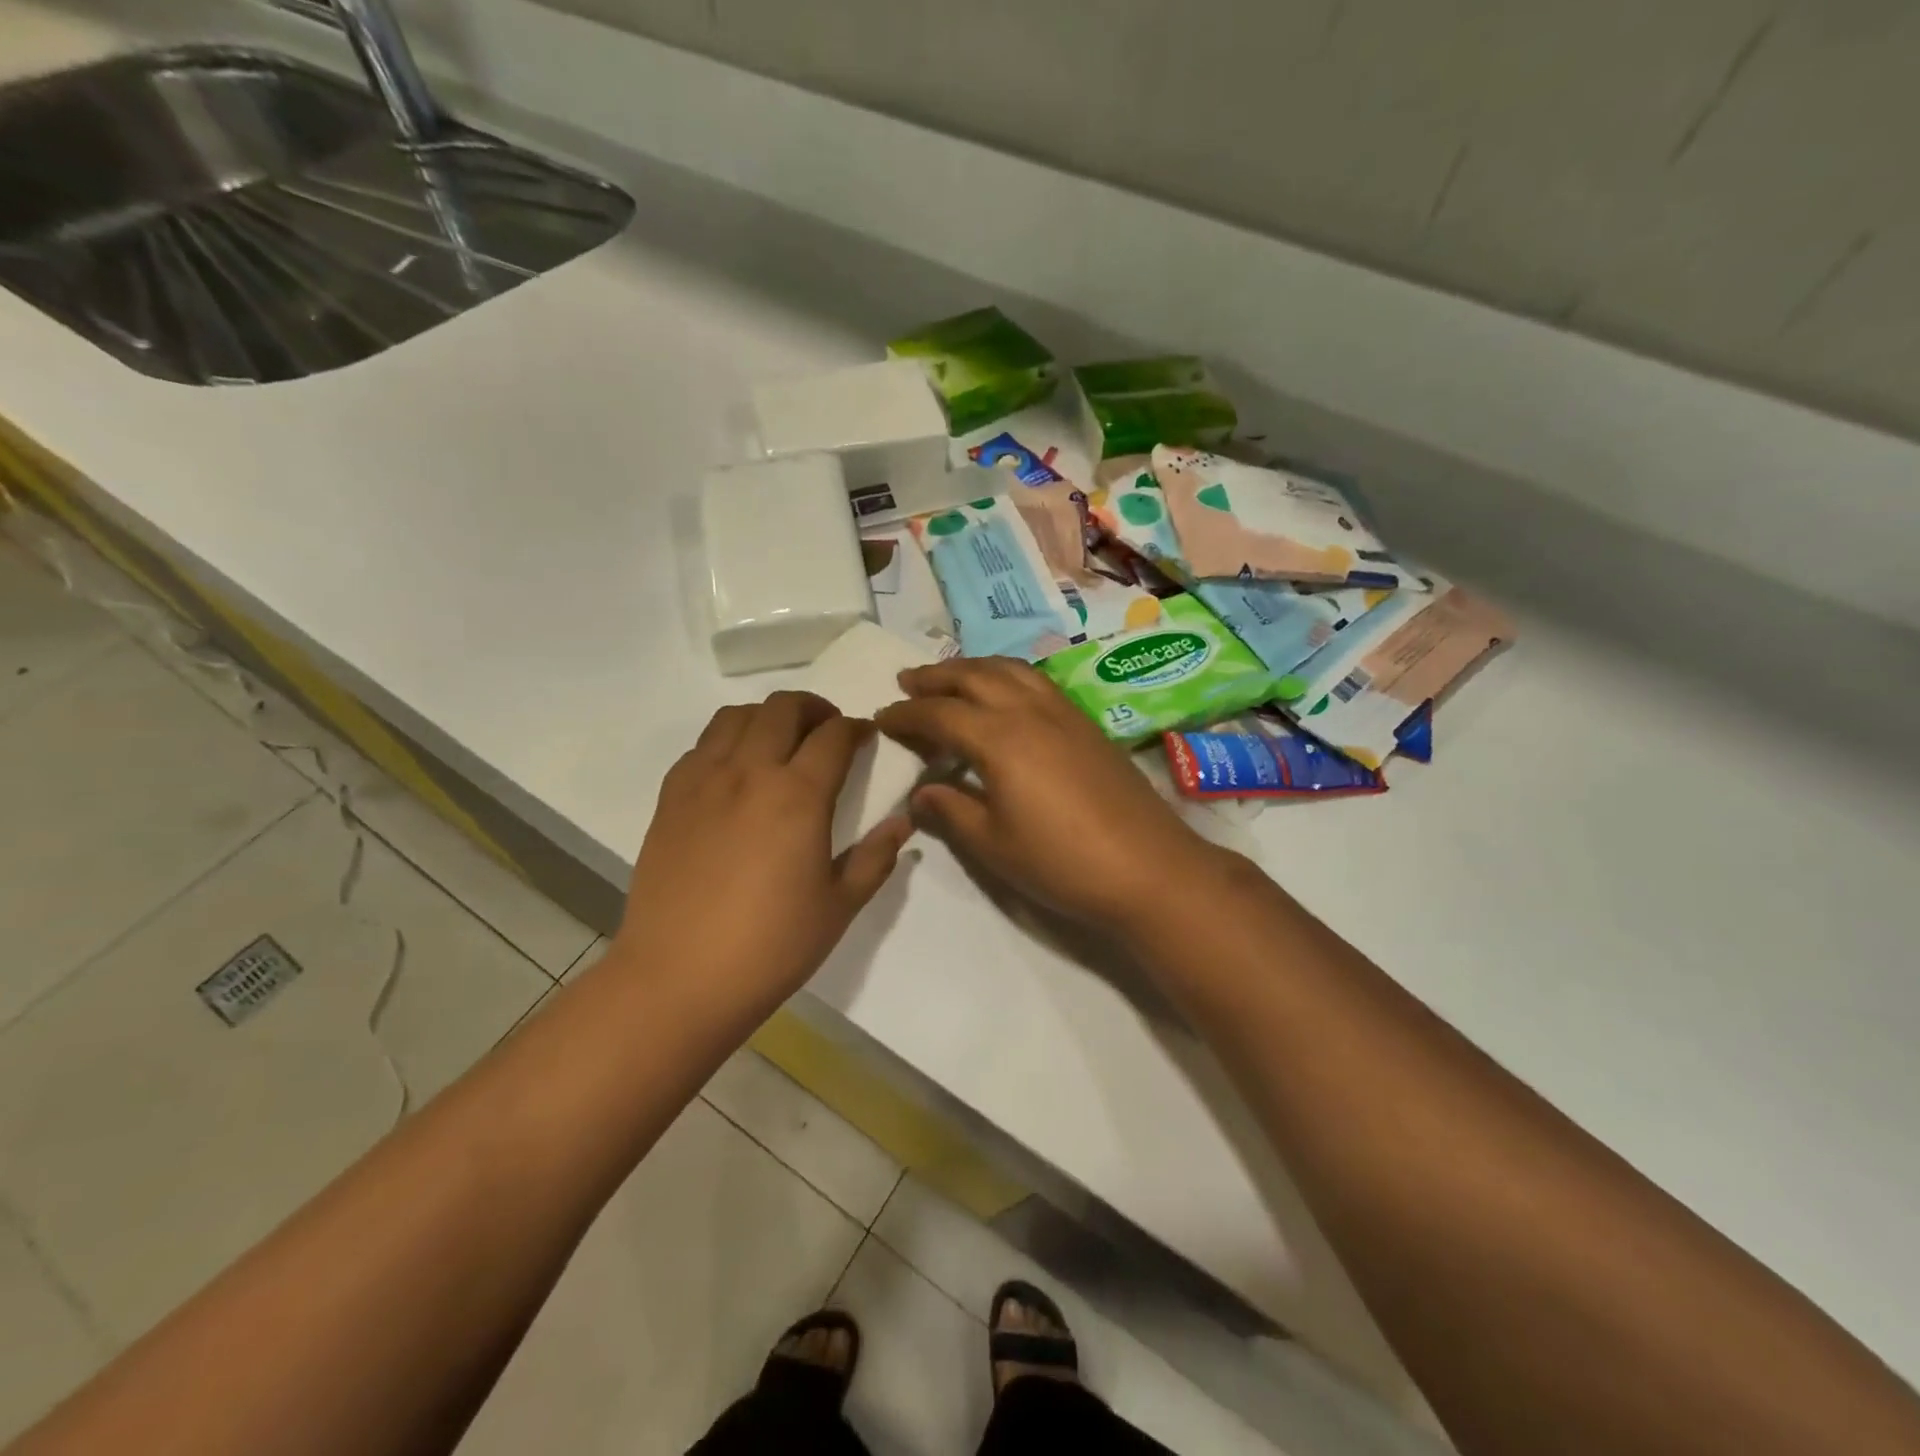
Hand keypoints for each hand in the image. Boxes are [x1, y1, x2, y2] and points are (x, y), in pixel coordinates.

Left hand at [614, 692, 912, 1024]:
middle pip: (783, 708)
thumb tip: (903, 823)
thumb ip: (875, 857)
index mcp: (798, 795)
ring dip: (768, 716)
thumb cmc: (771, 946)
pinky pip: (701, 745)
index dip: (856, 728)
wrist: (679, 978)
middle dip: (814, 708)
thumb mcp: (840, 905)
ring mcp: (703, 780)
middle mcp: (749, 771)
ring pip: (736, 715)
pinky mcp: (670, 797)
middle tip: (828, 731)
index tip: (866, 736)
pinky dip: (728, 740)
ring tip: (781, 741)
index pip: (834, 735)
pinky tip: (736, 771)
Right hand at [874, 658, 1226, 930]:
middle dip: (936, 676)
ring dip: (973, 667)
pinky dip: (1008, 676)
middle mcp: (1029, 710)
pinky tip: (1005, 695)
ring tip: (952, 678)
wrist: (1147, 868)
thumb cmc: (1061, 862)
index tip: (881, 717)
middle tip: (907, 681)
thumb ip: (950, 811)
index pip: (939, 714)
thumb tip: (920, 793)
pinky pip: (1037, 680)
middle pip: (974, 676)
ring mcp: (1063, 712)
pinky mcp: (1087, 723)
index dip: (905, 715)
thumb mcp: (993, 845)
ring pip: (1010, 669)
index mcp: (999, 738)